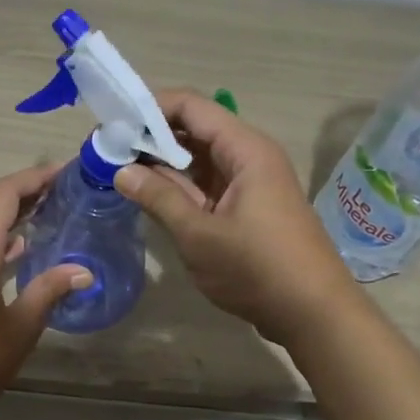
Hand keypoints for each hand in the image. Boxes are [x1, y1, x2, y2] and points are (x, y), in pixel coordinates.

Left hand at [0, 164, 91, 419]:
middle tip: (56, 192)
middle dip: (19, 188)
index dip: (33, 178)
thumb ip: (50, 290)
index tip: (63, 172)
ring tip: (41, 215)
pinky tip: (13, 251)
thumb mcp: (20, 328)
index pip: (2, 195)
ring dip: (1, 210)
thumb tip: (83, 270)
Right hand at [116, 90, 358, 345]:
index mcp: (245, 149)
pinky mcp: (246, 208)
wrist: (313, 313)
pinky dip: (178, 187)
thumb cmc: (257, 268)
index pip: (191, 107)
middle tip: (106, 151)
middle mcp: (249, 157)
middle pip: (194, 130)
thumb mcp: (200, 234)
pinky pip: (206, 185)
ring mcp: (249, 184)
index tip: (111, 123)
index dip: (150, 108)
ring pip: (198, 160)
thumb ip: (159, 198)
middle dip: (150, 137)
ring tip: (117, 170)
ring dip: (161, 164)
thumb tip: (121, 171)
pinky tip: (147, 195)